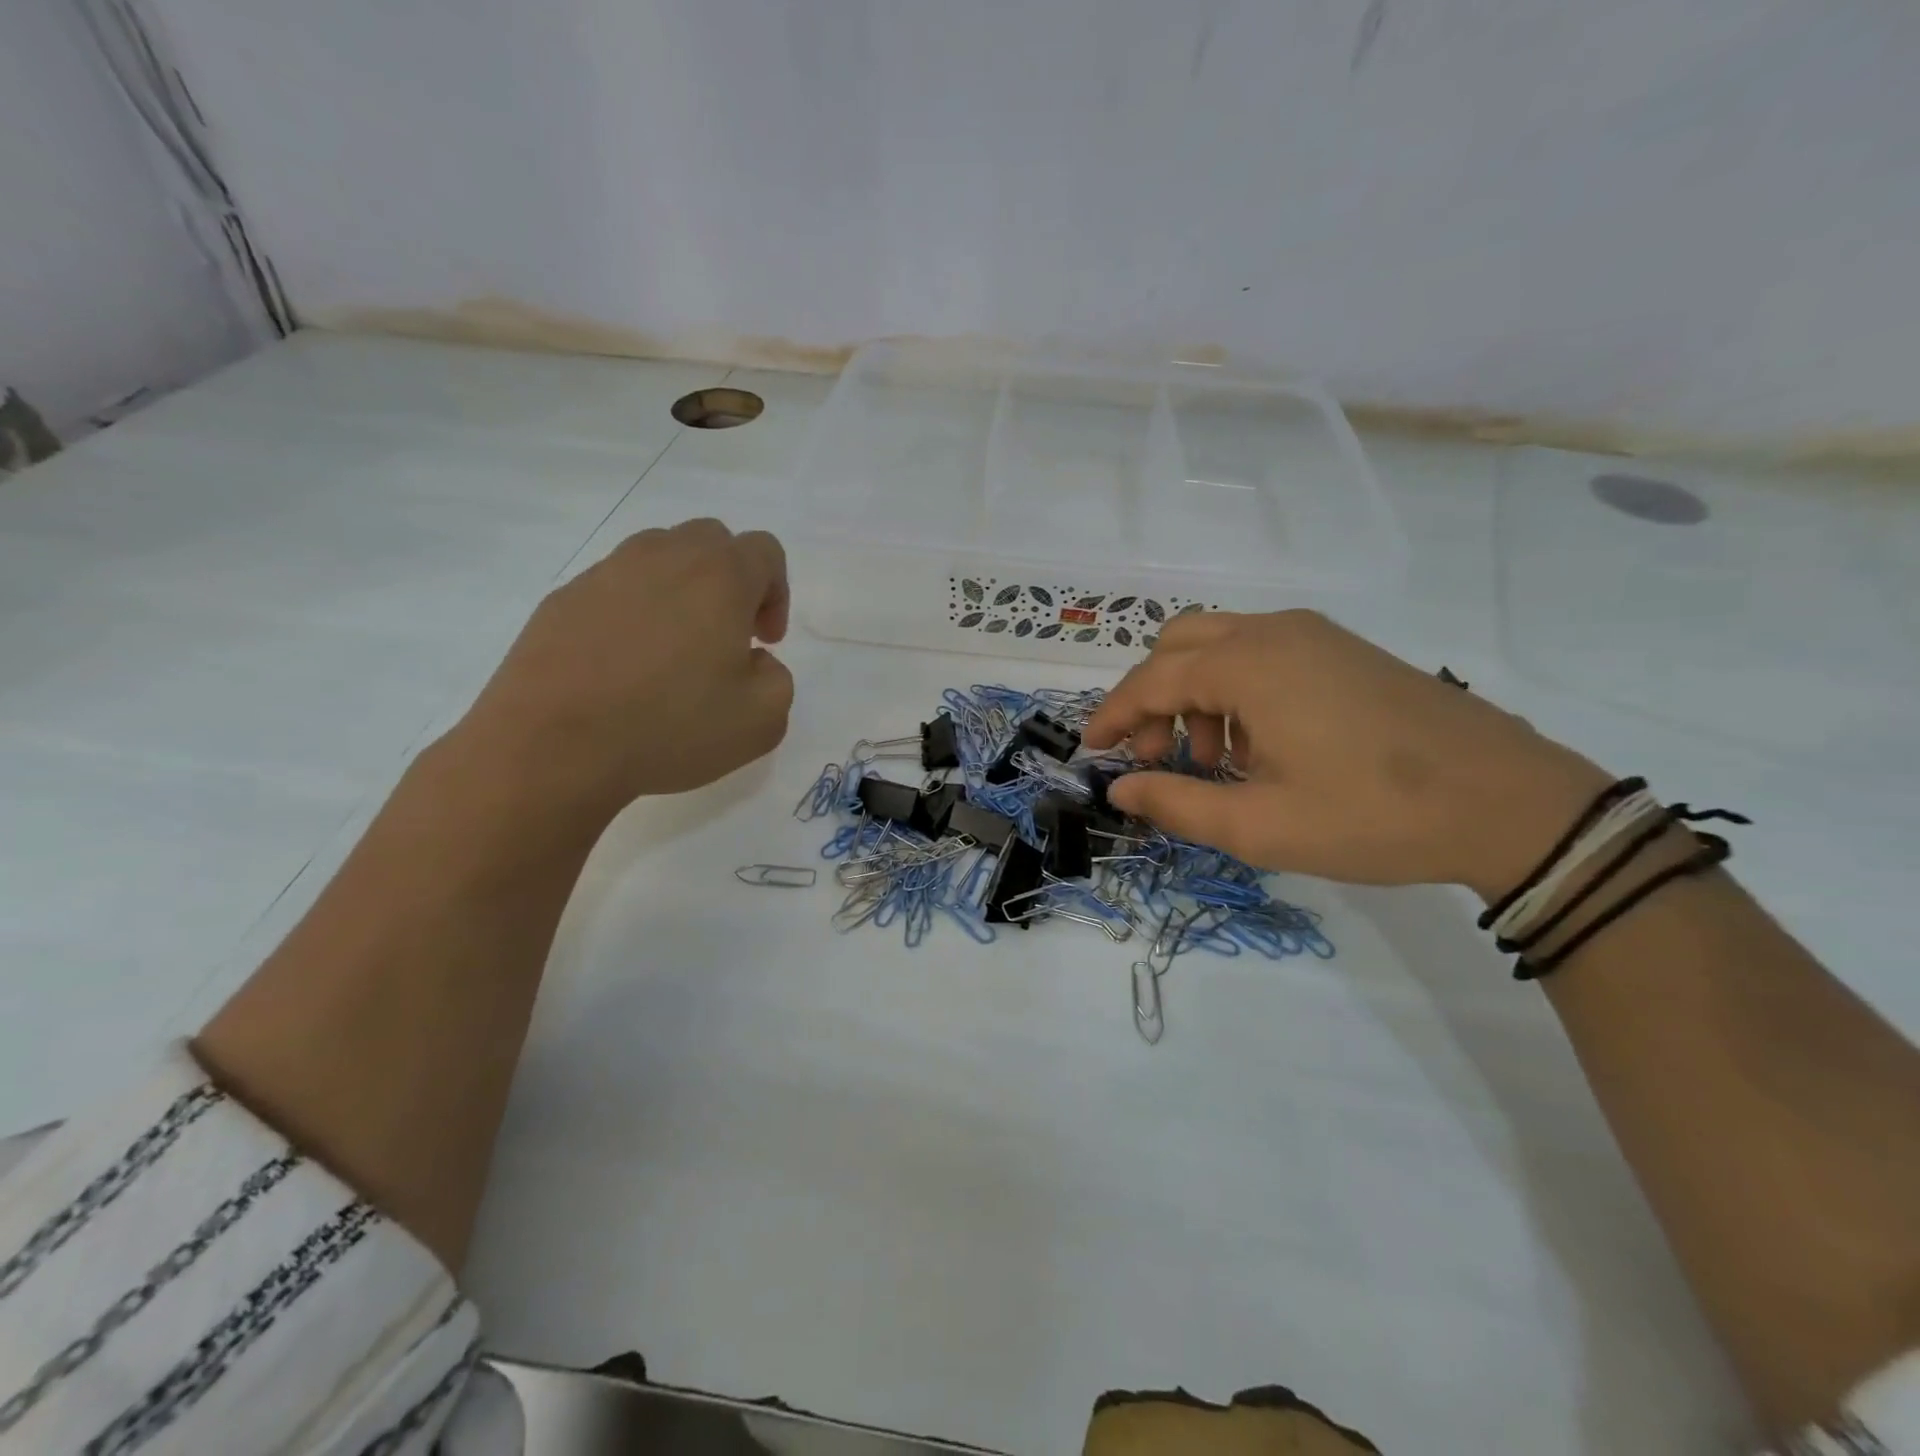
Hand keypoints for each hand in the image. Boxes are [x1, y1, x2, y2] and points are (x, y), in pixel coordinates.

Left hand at [455, 519, 793, 829]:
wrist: (553, 747)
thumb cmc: (670, 728)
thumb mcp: (762, 720)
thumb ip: (776, 678)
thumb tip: (752, 661)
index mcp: (719, 577)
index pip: (764, 551)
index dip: (777, 593)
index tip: (765, 642)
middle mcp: (663, 557)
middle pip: (711, 540)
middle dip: (731, 581)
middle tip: (727, 637)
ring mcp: (606, 573)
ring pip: (659, 556)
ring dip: (681, 590)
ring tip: (674, 649)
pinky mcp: (563, 598)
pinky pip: (615, 588)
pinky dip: (634, 611)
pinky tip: (625, 665)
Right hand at [1083, 611, 1609, 898]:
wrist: (1510, 801)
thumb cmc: (1373, 815)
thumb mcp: (1260, 825)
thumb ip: (1178, 803)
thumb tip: (1121, 788)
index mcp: (1249, 665)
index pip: (1151, 679)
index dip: (1113, 715)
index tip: (1092, 750)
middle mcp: (1275, 632)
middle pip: (1178, 644)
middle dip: (1151, 698)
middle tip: (1157, 758)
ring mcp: (1315, 635)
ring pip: (1220, 645)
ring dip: (1193, 695)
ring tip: (1210, 760)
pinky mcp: (1343, 650)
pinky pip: (1262, 653)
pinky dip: (1234, 689)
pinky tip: (1257, 744)